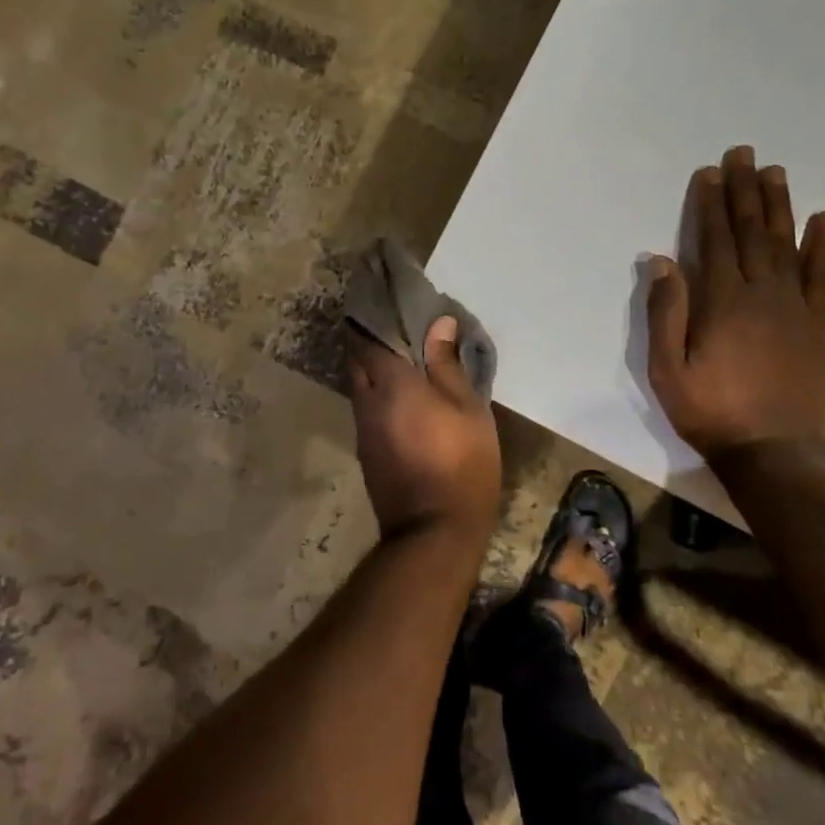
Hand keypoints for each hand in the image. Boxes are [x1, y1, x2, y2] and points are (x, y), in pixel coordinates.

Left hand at [348, 317, 501, 537]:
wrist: (433, 530)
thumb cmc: (461, 463)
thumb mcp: (468, 409)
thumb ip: (447, 364)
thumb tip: (439, 323)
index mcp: (392, 383)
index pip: (368, 336)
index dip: (370, 313)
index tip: (379, 295)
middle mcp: (367, 400)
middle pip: (356, 357)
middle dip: (365, 335)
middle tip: (386, 319)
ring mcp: (363, 427)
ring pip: (358, 382)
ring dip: (369, 363)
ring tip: (394, 350)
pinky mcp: (366, 448)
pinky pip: (364, 404)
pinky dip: (374, 388)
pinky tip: (395, 390)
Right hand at [646, 146, 824, 460]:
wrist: (776, 450)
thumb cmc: (711, 411)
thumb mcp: (668, 370)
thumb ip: (665, 313)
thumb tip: (660, 261)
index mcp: (721, 301)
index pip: (714, 240)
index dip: (710, 204)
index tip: (710, 172)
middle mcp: (761, 293)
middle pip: (751, 232)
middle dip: (744, 190)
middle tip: (743, 153)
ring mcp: (795, 307)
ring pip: (786, 244)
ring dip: (779, 205)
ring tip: (775, 172)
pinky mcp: (819, 325)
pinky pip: (821, 276)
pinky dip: (822, 245)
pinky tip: (823, 218)